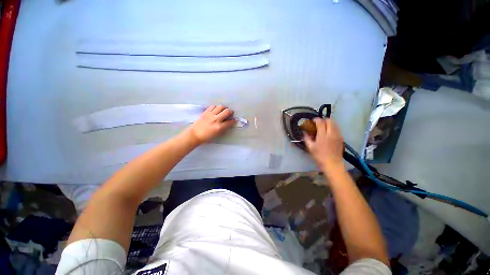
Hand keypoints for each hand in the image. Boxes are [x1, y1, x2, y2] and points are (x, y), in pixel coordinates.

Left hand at [185, 105, 236, 144]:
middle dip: (231, 111)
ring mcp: (210, 114)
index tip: (235, 120)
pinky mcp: (205, 112)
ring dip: (224, 108)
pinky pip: (213, 106)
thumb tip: (228, 123)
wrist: (195, 134)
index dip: (234, 121)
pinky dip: (216, 107)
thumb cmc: (207, 137)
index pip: (230, 122)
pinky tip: (216, 109)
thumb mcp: (217, 134)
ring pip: (220, 106)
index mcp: (219, 127)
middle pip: (226, 111)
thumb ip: (224, 128)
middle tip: (231, 112)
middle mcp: (216, 119)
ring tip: (224, 110)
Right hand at [304, 118, 343, 170]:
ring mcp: (338, 135)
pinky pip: (337, 129)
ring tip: (324, 127)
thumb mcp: (310, 148)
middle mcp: (331, 133)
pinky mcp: (341, 138)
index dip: (316, 119)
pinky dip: (333, 128)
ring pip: (335, 124)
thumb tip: (304, 132)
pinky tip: (329, 133)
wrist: (332, 164)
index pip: (320, 122)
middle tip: (319, 124)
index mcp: (323, 136)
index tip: (313, 121)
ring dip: (329, 123)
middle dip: (323, 120)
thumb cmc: (319, 156)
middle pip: (329, 120)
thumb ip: (307, 138)